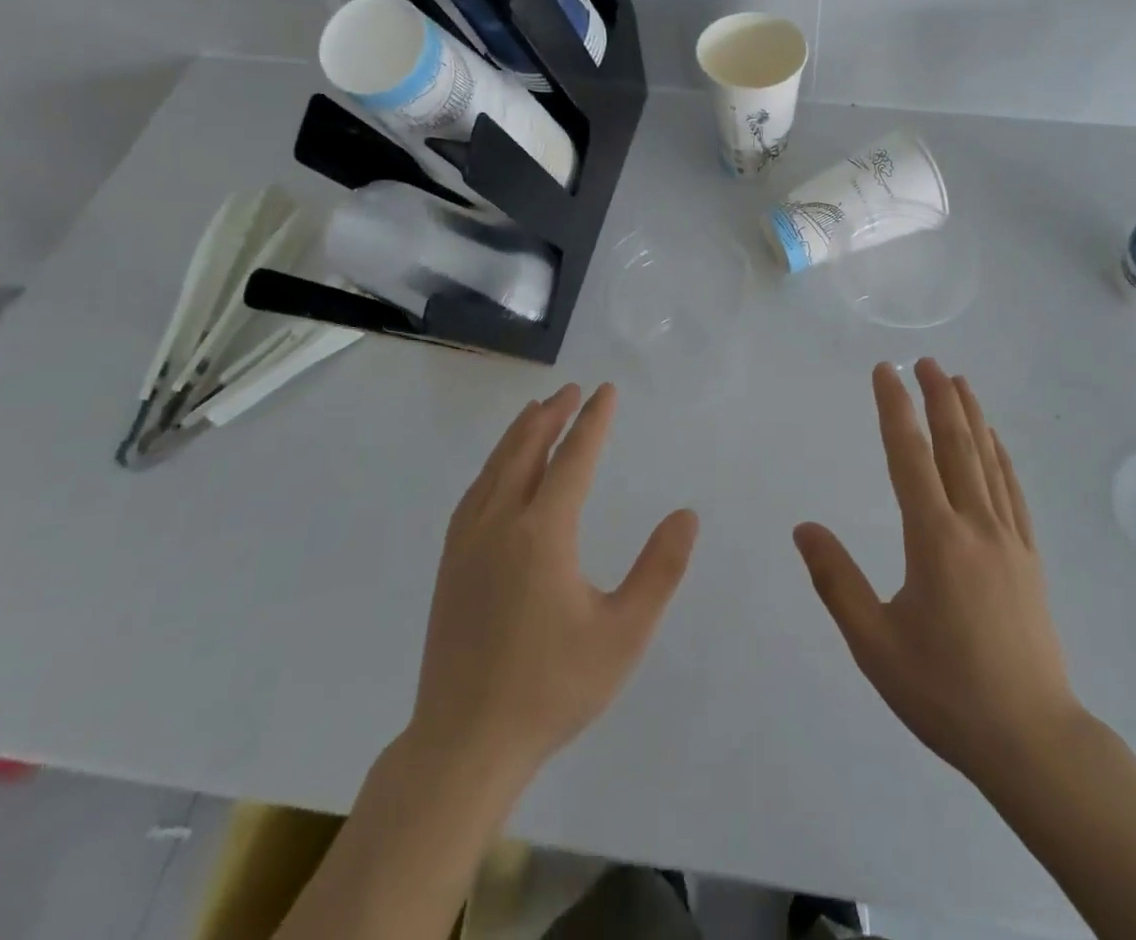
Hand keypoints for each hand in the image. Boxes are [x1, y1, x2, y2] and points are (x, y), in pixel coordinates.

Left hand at [407, 383, 697, 785]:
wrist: (464, 745)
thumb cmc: (552, 688)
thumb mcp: (623, 633)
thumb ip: (659, 570)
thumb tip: (686, 515)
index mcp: (543, 533)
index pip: (573, 458)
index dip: (593, 421)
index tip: (606, 391)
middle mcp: (500, 524)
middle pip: (526, 450)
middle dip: (552, 415)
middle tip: (573, 389)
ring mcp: (467, 544)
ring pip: (495, 468)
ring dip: (519, 434)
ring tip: (537, 411)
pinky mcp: (449, 566)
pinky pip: (474, 494)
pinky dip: (493, 466)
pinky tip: (499, 471)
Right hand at [794, 360, 1083, 792]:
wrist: (1033, 741)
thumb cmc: (946, 693)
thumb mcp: (875, 645)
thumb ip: (837, 581)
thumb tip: (803, 527)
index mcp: (935, 540)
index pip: (909, 457)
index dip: (894, 409)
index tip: (885, 371)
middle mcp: (975, 526)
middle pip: (956, 446)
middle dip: (938, 398)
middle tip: (926, 360)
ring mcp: (1009, 540)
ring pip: (988, 461)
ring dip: (971, 416)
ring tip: (959, 381)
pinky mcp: (1029, 558)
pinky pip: (1013, 491)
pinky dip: (1001, 456)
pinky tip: (996, 441)